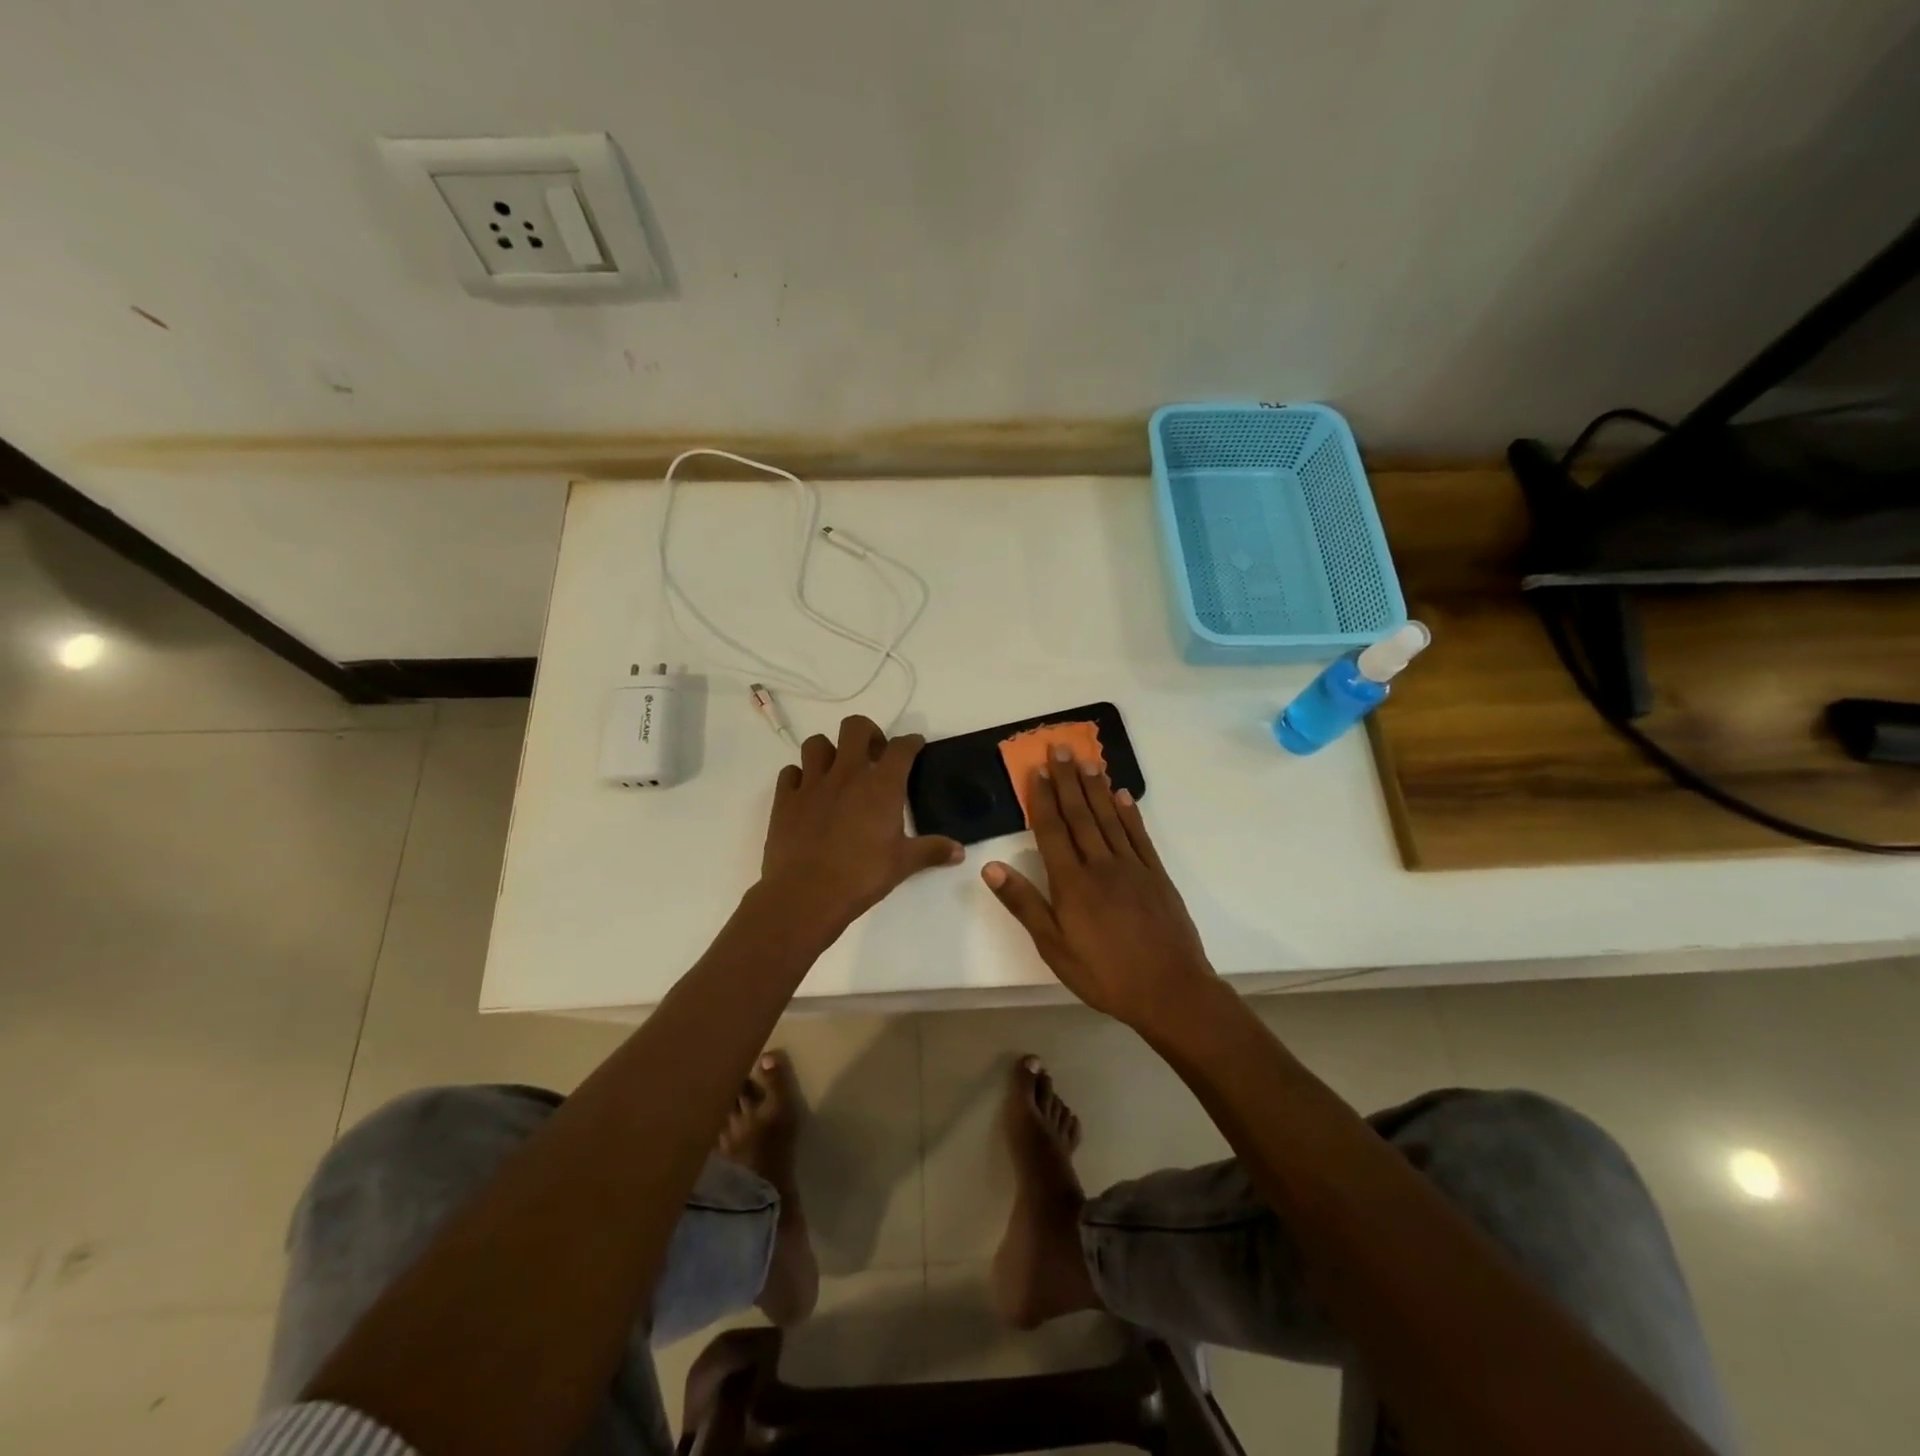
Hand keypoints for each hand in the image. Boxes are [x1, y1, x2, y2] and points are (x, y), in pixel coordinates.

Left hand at [758, 715, 962, 937]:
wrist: (806, 894)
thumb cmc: (862, 876)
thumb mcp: (903, 864)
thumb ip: (932, 851)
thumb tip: (960, 852)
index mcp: (881, 785)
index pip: (901, 748)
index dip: (911, 742)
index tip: (915, 746)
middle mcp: (847, 774)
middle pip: (855, 727)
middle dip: (867, 733)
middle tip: (873, 755)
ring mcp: (812, 784)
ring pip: (816, 744)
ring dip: (828, 751)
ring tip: (837, 771)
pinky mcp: (784, 799)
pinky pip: (789, 773)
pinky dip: (799, 777)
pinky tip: (807, 793)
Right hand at [981, 744, 1215, 1029]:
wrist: (1170, 991)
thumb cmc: (1104, 974)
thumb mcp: (1054, 947)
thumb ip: (1024, 904)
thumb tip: (991, 867)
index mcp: (1072, 883)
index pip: (1052, 830)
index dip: (1043, 799)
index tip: (1037, 770)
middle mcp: (1100, 865)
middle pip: (1080, 815)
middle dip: (1068, 780)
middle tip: (1060, 748)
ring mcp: (1132, 867)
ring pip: (1109, 818)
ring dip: (1096, 787)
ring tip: (1087, 760)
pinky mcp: (1156, 875)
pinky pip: (1139, 835)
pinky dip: (1129, 813)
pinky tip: (1122, 795)